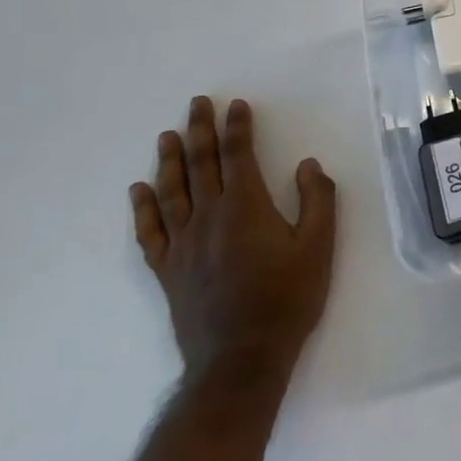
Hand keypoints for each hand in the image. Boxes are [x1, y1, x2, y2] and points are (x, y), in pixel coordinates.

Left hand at [130, 97, 338, 385]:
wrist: (242, 357)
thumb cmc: (288, 298)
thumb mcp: (320, 246)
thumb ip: (317, 200)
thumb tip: (308, 164)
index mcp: (245, 207)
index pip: (238, 155)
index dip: (237, 127)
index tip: (235, 104)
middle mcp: (208, 217)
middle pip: (201, 164)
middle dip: (199, 131)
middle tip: (196, 103)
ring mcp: (182, 244)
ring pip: (172, 191)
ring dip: (169, 160)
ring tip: (167, 135)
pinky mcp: (168, 270)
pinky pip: (150, 231)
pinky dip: (143, 208)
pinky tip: (140, 190)